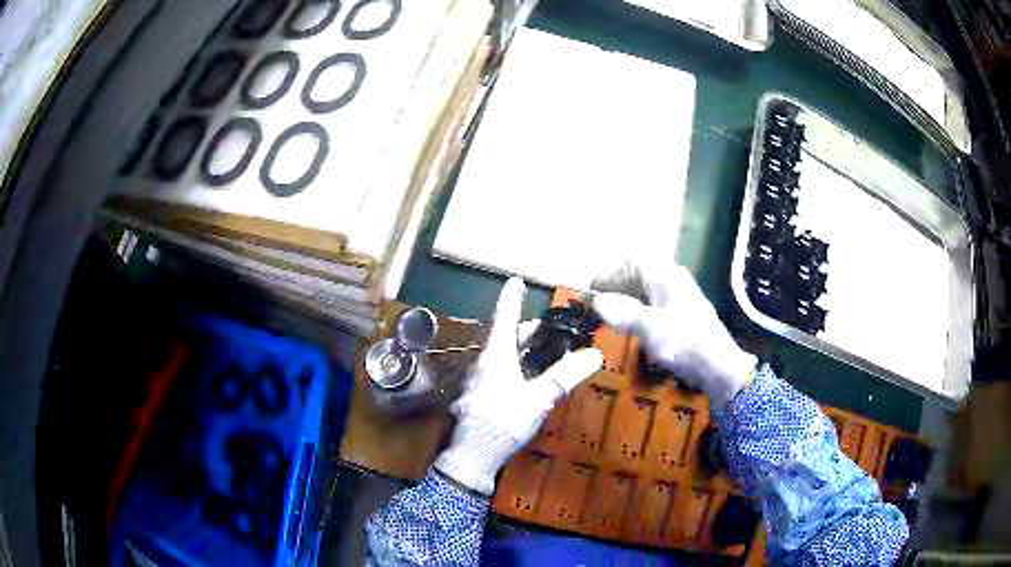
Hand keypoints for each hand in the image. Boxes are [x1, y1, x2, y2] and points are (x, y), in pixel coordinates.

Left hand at [434, 278, 602, 494]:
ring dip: (522, 351)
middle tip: (550, 331)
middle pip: (506, 338)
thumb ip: (565, 376)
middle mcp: (484, 363)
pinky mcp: (479, 397)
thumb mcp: (539, 398)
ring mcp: (479, 381)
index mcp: (496, 356)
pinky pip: (499, 372)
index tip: (516, 281)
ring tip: (545, 354)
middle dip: (527, 331)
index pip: (505, 318)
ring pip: (502, 356)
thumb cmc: (504, 420)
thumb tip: (594, 354)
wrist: (473, 455)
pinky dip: (516, 367)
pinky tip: (529, 379)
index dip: (512, 299)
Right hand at [592, 260, 756, 408]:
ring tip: (609, 318)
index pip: (631, 262)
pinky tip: (631, 330)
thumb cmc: (684, 342)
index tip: (592, 290)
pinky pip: (654, 307)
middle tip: (597, 306)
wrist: (718, 366)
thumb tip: (598, 301)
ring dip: (626, 301)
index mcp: (665, 276)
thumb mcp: (650, 328)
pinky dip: (638, 313)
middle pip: (638, 276)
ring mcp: (680, 298)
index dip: (608, 273)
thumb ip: (623, 312)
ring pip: (646, 292)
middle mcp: (673, 281)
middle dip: (615, 288)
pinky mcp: (683, 316)